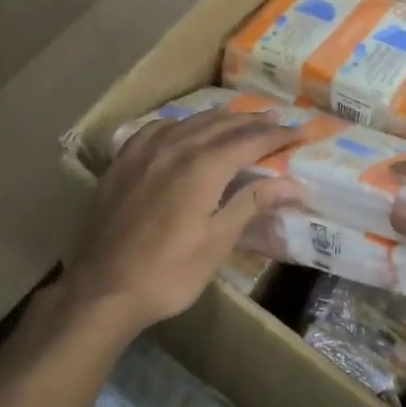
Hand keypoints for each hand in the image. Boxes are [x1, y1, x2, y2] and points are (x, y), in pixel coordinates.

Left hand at [64, 109, 301, 336]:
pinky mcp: (123, 162)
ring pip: (190, 122)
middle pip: (222, 124)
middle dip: (253, 121)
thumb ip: (253, 203)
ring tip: (240, 118)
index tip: (302, 132)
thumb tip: (296, 185)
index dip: (278, 135)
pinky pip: (157, 129)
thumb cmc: (168, 273)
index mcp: (203, 167)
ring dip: (220, 118)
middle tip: (278, 120)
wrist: (103, 288)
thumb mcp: (217, 242)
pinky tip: (183, 128)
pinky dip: (180, 124)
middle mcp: (175, 148)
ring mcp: (144, 152)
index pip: (250, 140)